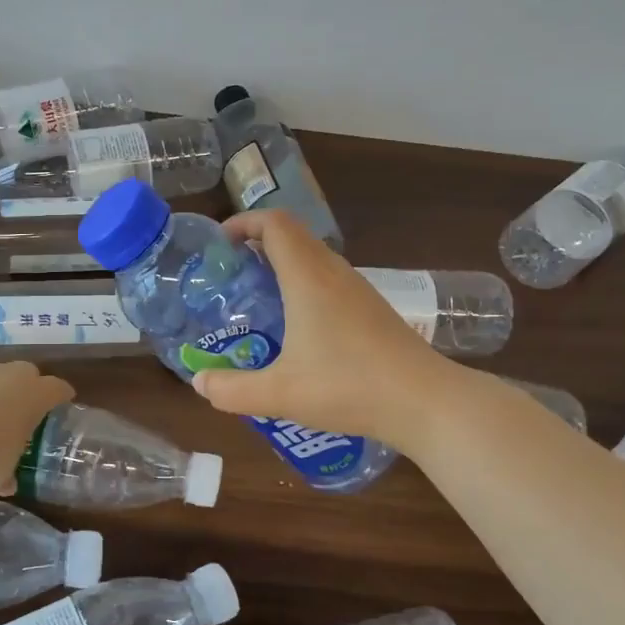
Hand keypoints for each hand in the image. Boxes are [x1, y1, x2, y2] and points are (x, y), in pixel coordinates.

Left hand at [0, 361, 73, 493]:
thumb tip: (7, 486)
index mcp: (34, 396)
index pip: (57, 388)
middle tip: (21, 405)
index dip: (61, 394)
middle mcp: (9, 375)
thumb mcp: (0, 474)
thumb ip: (6, 475)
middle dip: (26, 385)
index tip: (63, 400)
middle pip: (26, 372)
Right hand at [190, 210, 456, 450]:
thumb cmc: (350, 388)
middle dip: (256, 242)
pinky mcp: (372, 308)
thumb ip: (232, 390)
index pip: (274, 224)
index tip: (219, 244)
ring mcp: (358, 289)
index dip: (243, 222)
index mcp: (308, 278)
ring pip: (313, 256)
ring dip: (282, 263)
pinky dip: (303, 283)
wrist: (425, 401)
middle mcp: (333, 273)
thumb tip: (199, 383)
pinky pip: (328, 278)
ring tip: (256, 298)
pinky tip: (296, 326)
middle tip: (229, 273)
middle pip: (293, 235)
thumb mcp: (280, 395)